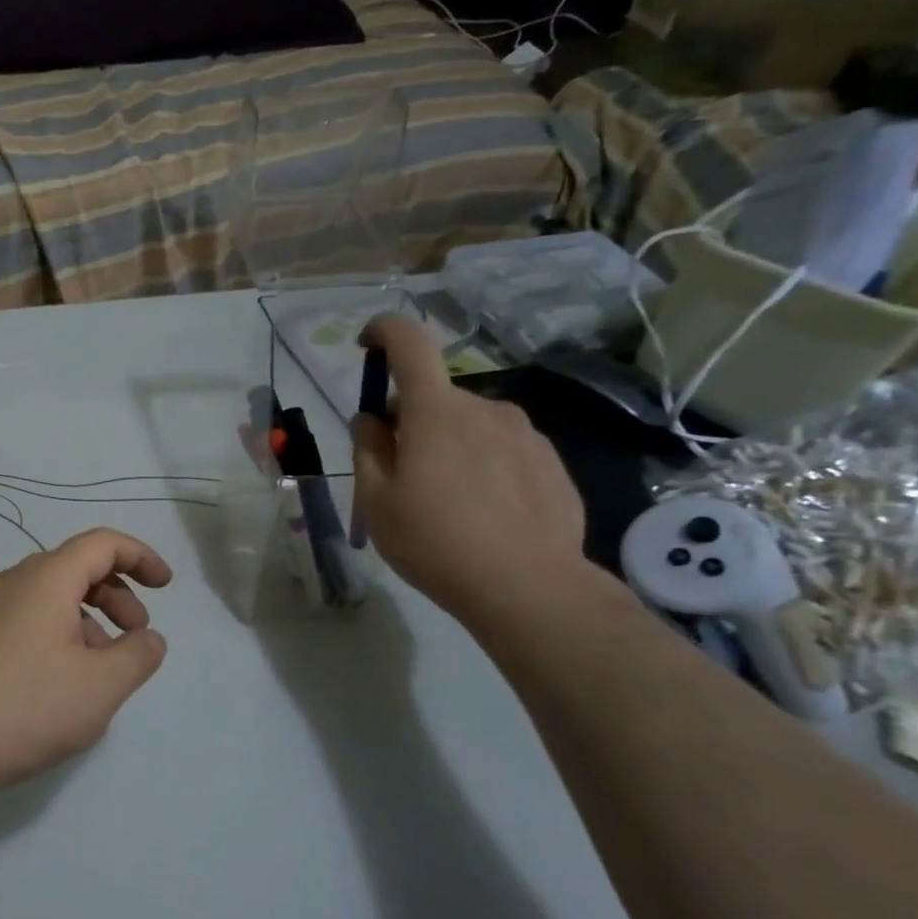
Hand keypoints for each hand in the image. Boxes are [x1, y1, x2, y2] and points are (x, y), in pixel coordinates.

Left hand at [0, 529, 171, 799]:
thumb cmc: (25, 706)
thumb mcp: (100, 686)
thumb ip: (137, 656)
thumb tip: (148, 638)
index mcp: (45, 578)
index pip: (102, 543)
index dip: (140, 557)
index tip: (165, 586)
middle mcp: (11, 582)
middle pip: (75, 568)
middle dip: (116, 595)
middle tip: (137, 635)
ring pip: (49, 598)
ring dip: (87, 620)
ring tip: (102, 669)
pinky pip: (25, 620)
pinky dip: (57, 635)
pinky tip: (60, 683)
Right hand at [353, 314, 588, 623]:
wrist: (528, 586)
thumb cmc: (434, 541)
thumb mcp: (376, 500)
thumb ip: (367, 449)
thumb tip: (371, 419)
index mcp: (435, 411)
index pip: (409, 343)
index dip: (384, 331)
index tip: (368, 345)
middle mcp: (484, 408)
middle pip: (434, 397)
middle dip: (409, 420)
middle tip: (399, 472)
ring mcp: (524, 433)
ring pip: (469, 424)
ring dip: (447, 444)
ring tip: (444, 500)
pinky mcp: (550, 460)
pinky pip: (501, 448)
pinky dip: (482, 464)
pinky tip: (482, 512)